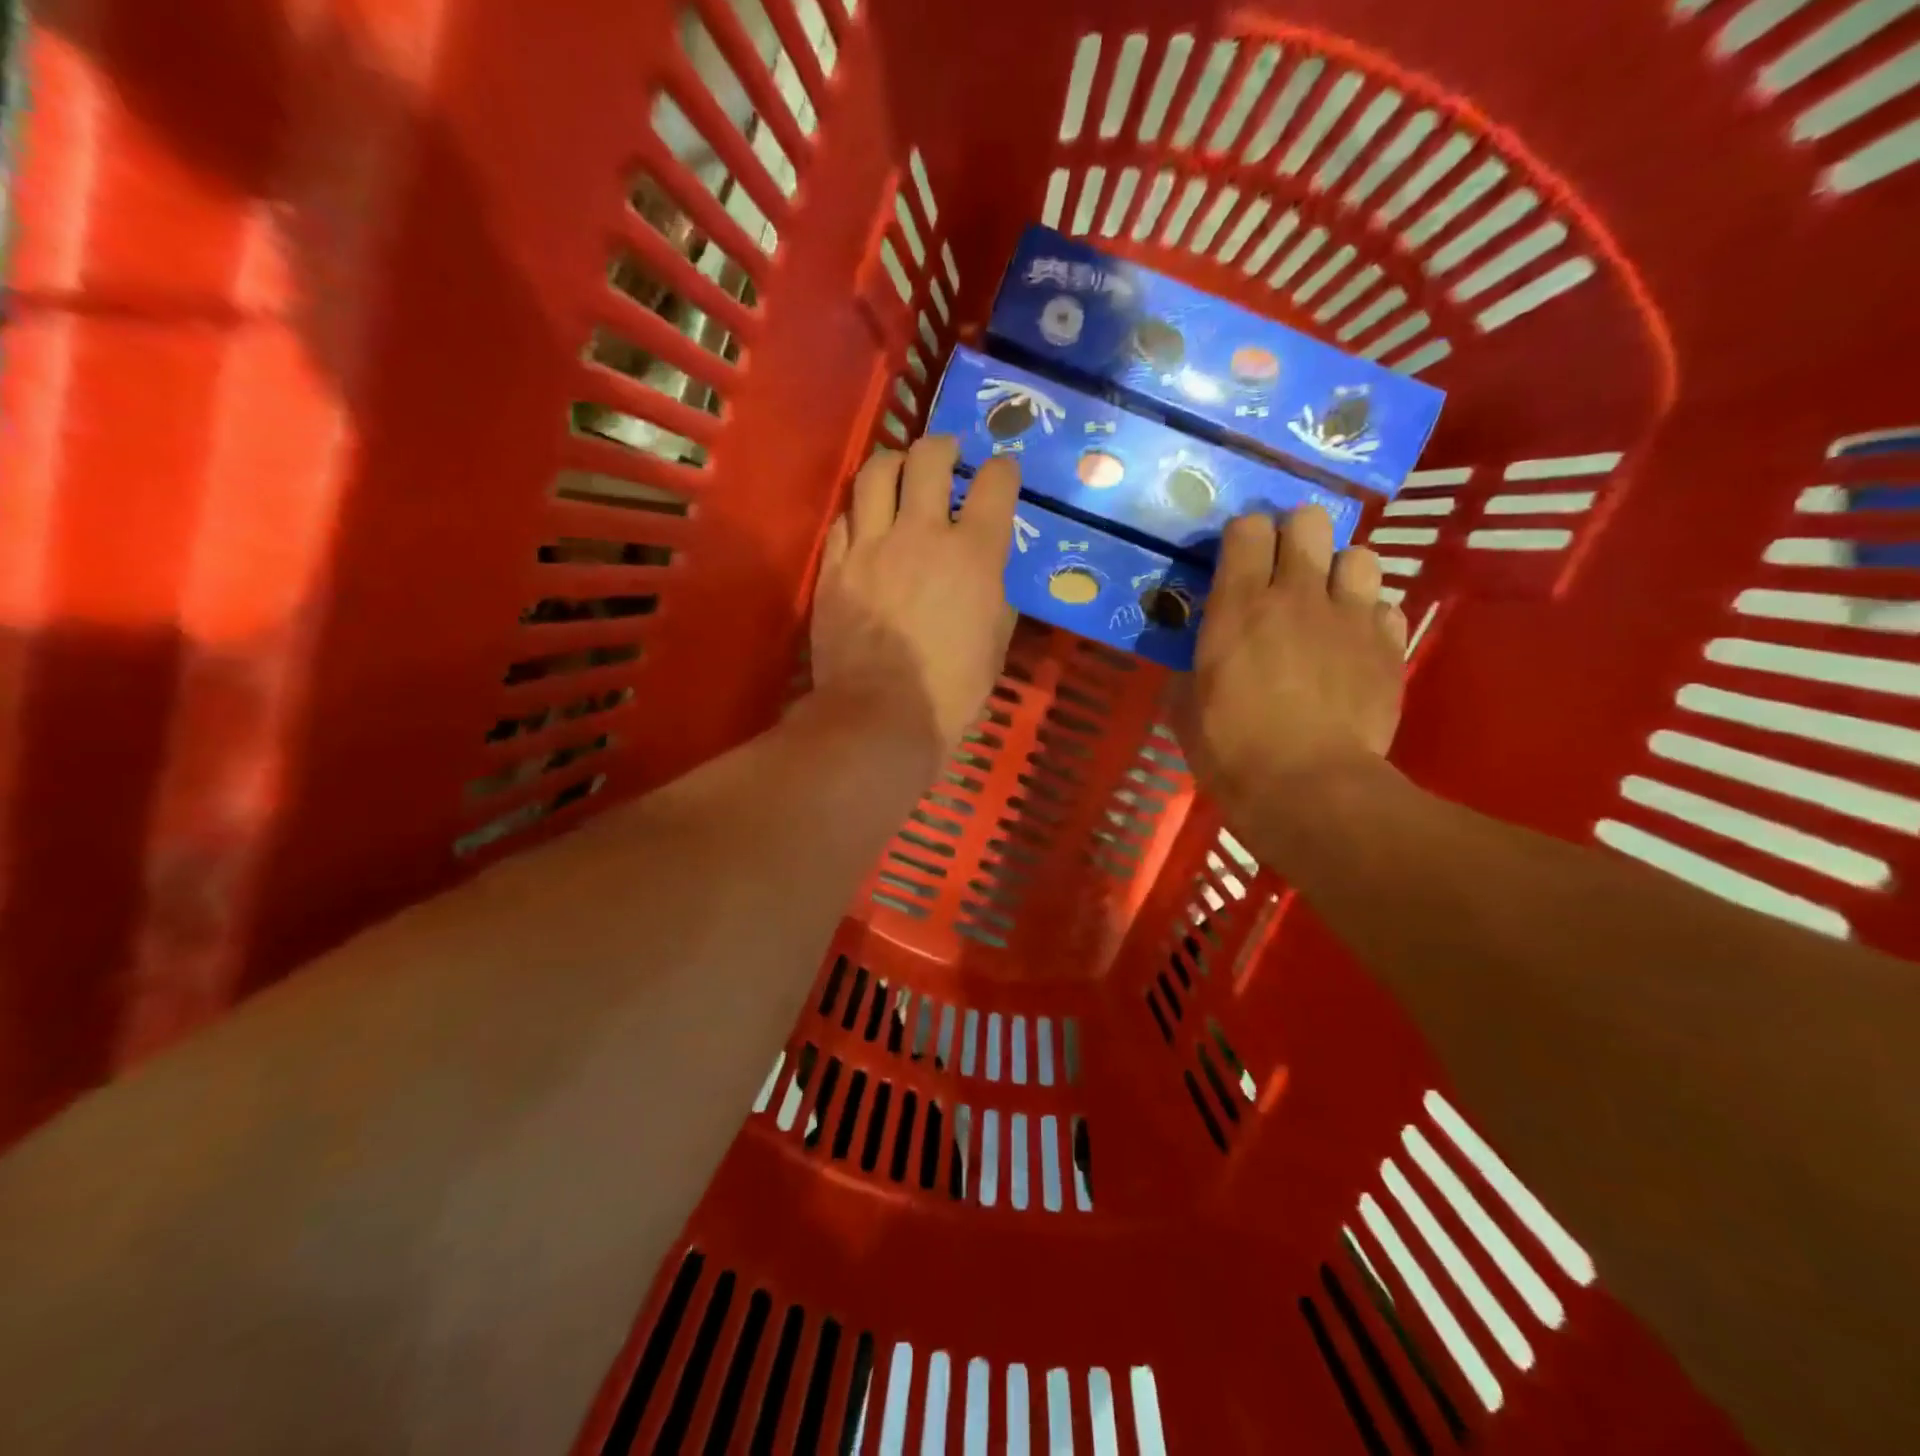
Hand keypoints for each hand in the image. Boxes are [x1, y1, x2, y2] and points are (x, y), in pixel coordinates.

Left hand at [811, 435, 1018, 758]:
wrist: (881, 716)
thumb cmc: (952, 691)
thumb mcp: (995, 642)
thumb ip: (993, 594)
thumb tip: (985, 573)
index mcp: (974, 554)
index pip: (995, 484)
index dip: (1002, 470)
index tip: (1001, 473)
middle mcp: (922, 534)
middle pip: (928, 458)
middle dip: (942, 446)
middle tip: (946, 454)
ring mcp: (871, 547)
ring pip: (875, 473)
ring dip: (892, 462)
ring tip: (898, 470)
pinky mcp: (834, 567)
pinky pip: (843, 519)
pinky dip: (859, 513)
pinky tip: (865, 523)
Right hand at [1182, 504, 1406, 820]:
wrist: (1309, 788)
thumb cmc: (1231, 749)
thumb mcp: (1186, 707)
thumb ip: (1191, 666)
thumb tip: (1196, 657)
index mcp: (1240, 604)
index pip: (1247, 527)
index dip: (1242, 538)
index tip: (1236, 561)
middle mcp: (1298, 594)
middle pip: (1310, 520)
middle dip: (1296, 537)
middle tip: (1284, 573)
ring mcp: (1352, 616)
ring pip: (1359, 555)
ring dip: (1340, 574)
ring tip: (1328, 606)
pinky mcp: (1390, 646)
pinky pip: (1386, 607)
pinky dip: (1370, 618)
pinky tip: (1356, 646)